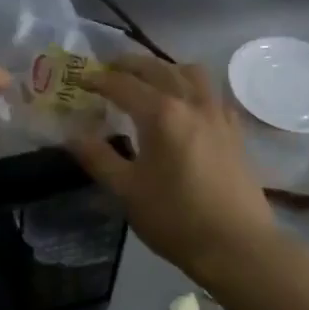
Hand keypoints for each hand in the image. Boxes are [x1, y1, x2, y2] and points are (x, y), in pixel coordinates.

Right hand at [68, 56, 276, 283]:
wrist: (236, 245)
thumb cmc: (175, 219)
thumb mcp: (127, 191)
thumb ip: (99, 158)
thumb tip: (72, 136)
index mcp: (162, 114)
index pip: (123, 84)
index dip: (99, 79)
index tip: (80, 80)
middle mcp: (192, 103)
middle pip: (158, 68)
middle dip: (130, 64)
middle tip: (109, 69)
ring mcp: (218, 114)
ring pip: (192, 73)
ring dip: (167, 68)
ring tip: (150, 80)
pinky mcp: (235, 130)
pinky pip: (213, 94)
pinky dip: (194, 88)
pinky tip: (187, 106)